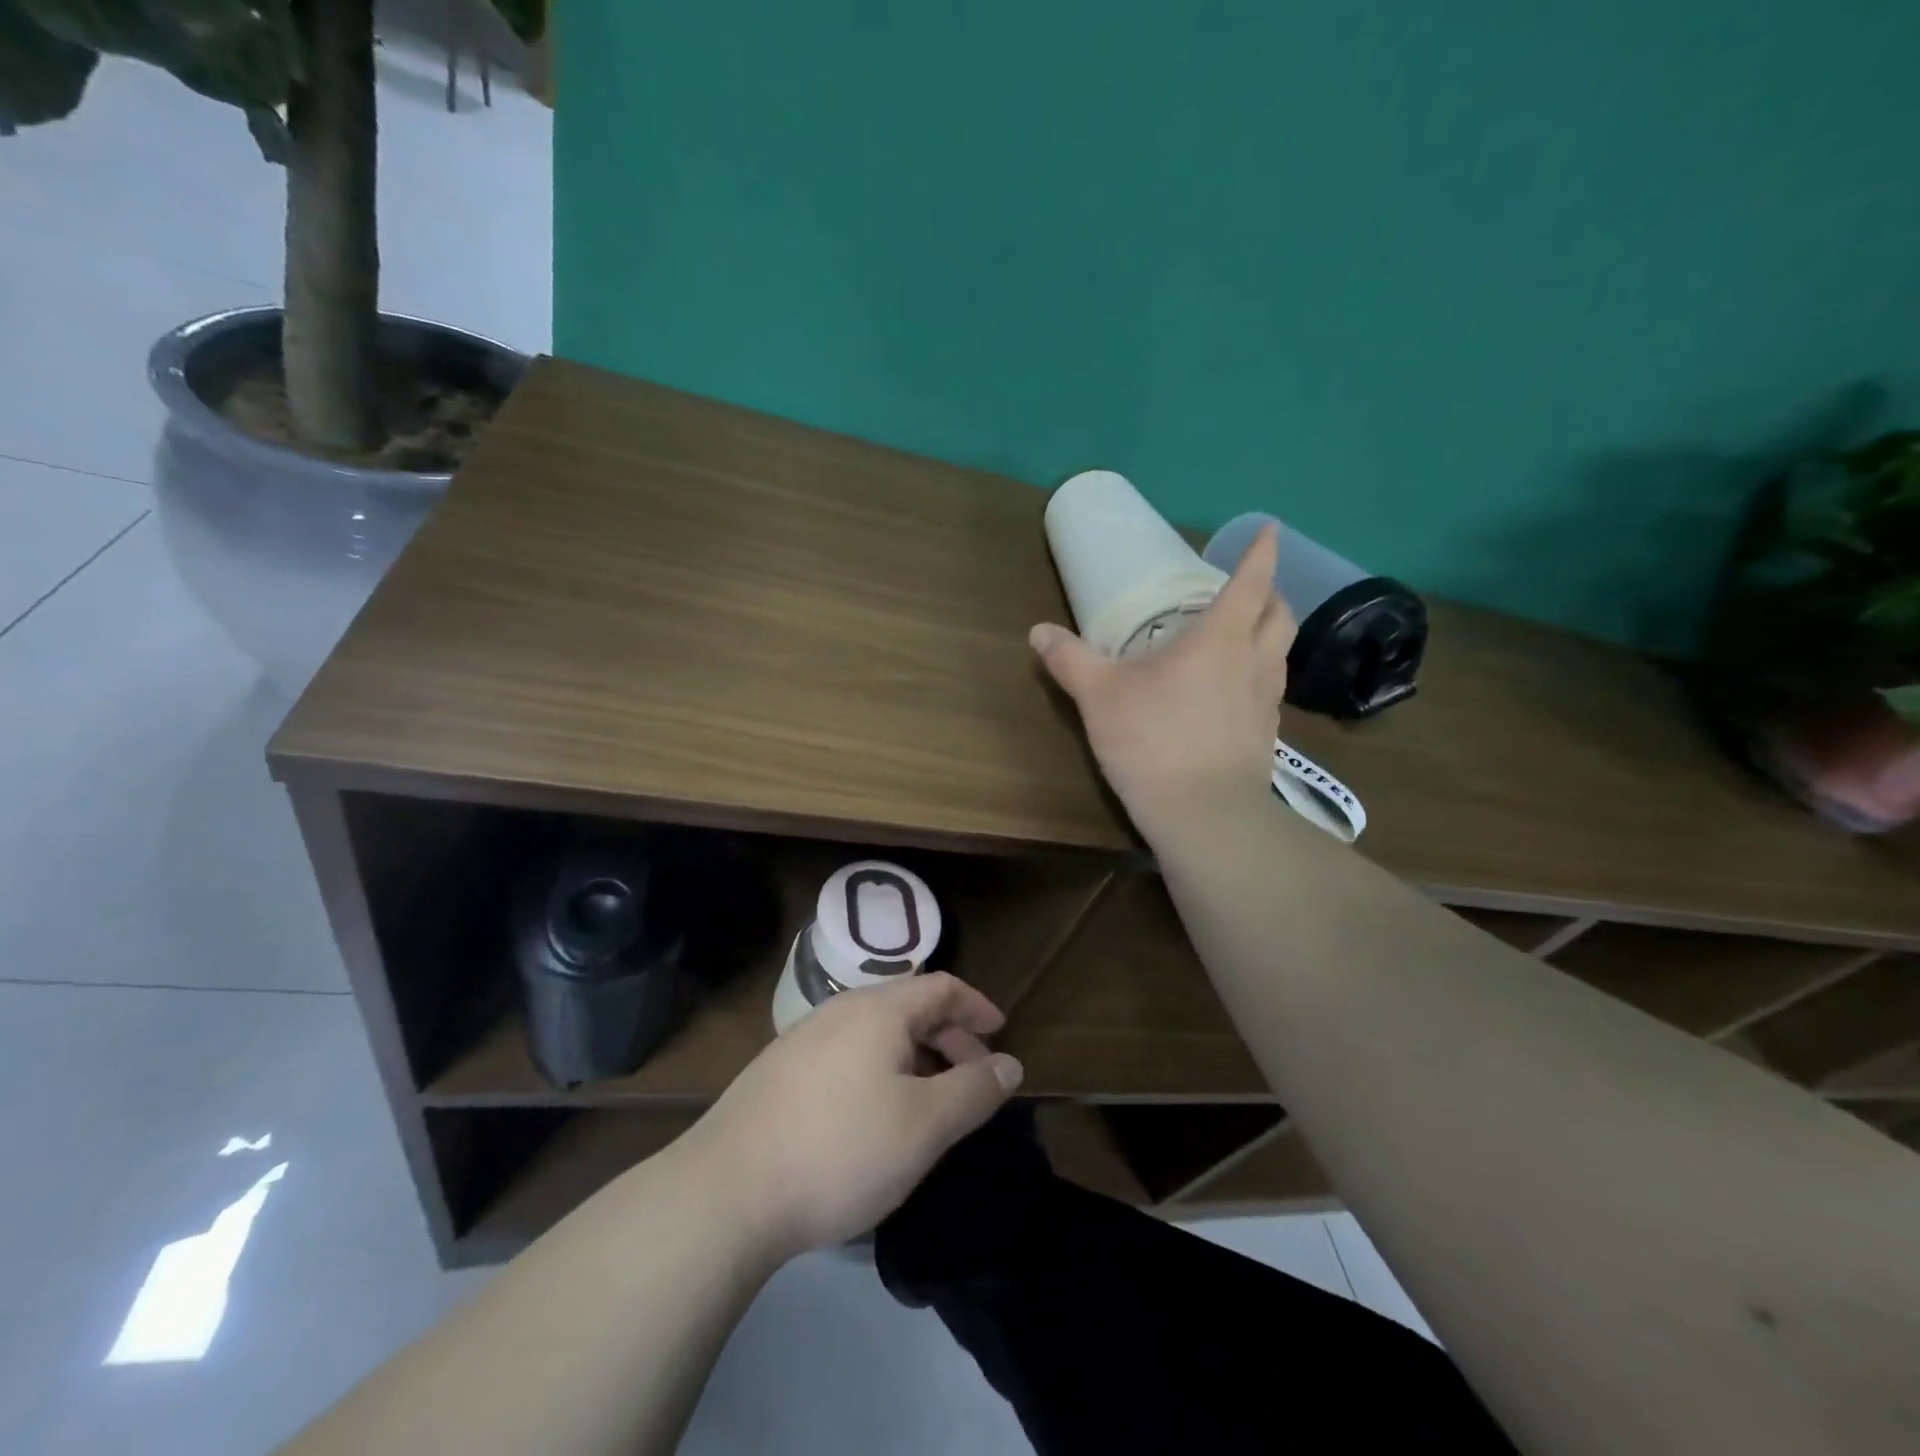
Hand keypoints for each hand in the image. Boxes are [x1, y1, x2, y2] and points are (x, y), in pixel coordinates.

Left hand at [683, 973, 1023, 1260]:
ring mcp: (803, 1038)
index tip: (1001, 1034)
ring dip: (914, 1054)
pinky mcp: (779, 1070)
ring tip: (929, 1097)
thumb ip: (974, 1090)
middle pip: (908, 1006)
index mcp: (878, 1010)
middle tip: (974, 1075)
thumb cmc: (840, 1150)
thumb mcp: (924, 1126)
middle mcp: (840, 1009)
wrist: (726, 1192)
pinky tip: (874, 1111)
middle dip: (949, 1036)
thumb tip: (1011, 1064)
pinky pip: (847, 1052)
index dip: (977, 1006)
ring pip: (875, 1032)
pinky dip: (879, 1068)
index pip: (941, 988)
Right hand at [1030, 523, 1294, 840]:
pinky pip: (1269, 692)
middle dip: (1272, 594)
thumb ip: (1070, 660)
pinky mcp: (1267, 737)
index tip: (1268, 531)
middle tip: (1249, 590)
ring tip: (1241, 639)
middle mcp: (1254, 662)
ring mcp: (1267, 702)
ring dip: (1268, 636)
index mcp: (1220, 639)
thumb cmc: (1153, 741)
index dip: (1260, 553)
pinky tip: (1230, 695)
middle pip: (1281, 615)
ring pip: (1280, 654)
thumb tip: (1038, 631)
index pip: (1251, 582)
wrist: (1204, 815)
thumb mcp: (1100, 696)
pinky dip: (1258, 677)